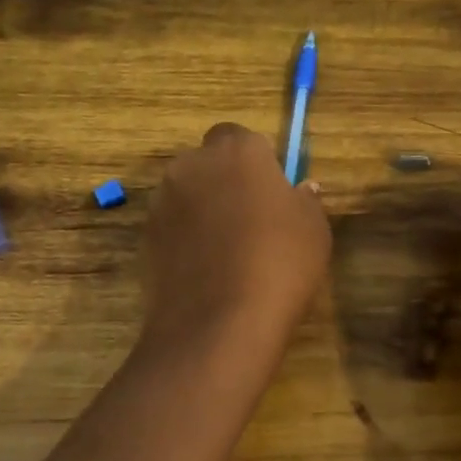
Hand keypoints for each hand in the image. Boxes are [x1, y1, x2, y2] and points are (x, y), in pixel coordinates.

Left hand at [141, 123, 331, 355]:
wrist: (219, 323)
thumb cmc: (279, 263)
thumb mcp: (314, 229)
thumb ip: (306, 200)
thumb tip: (301, 189)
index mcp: (237, 151)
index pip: (240, 137)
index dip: (254, 162)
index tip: (270, 191)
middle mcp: (192, 165)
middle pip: (208, 163)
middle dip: (224, 182)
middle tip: (250, 220)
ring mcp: (163, 201)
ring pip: (186, 194)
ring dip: (202, 210)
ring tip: (225, 252)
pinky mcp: (145, 237)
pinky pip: (172, 227)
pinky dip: (184, 239)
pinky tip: (205, 271)